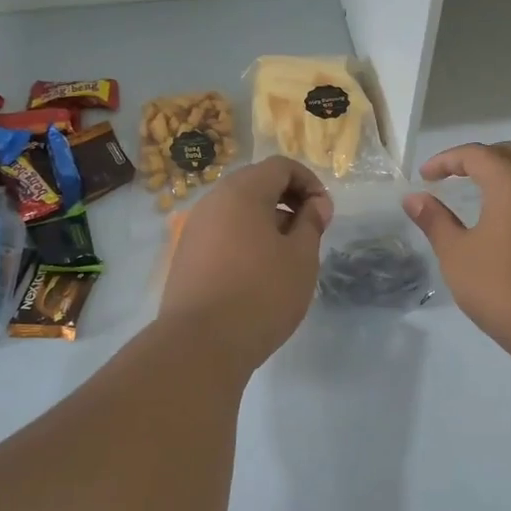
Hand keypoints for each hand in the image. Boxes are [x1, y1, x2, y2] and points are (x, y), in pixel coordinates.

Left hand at [158, 156, 332, 368]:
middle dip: (287, 200)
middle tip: (308, 232)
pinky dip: (245, 240)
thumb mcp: (301, 257)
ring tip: (286, 256)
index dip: (309, 182)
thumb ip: (311, 223)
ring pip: (237, 211)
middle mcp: (213, 201)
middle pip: (256, 184)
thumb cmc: (261, 294)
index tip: (324, 213)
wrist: (201, 344)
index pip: (280, 166)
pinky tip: (257, 274)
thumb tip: (316, 204)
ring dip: (266, 222)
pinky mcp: (186, 256)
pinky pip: (222, 234)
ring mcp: (195, 229)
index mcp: (242, 192)